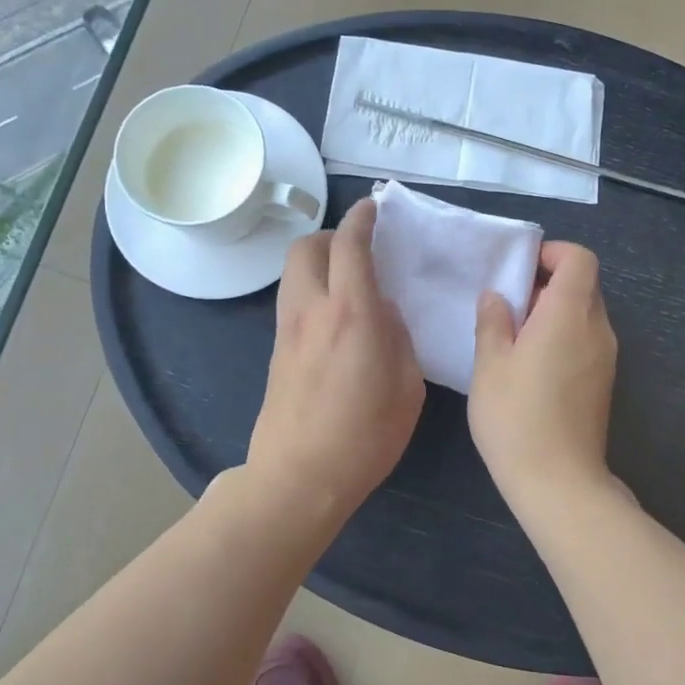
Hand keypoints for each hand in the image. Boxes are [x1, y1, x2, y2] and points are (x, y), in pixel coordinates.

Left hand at [248, 198, 424, 518]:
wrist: (299, 477)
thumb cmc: (365, 436)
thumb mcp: (407, 387)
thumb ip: (399, 338)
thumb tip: (384, 314)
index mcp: (351, 313)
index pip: (350, 245)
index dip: (362, 219)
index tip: (374, 208)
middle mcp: (312, 310)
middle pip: (305, 247)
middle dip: (331, 235)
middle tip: (358, 247)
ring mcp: (287, 330)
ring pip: (293, 273)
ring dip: (317, 262)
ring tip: (348, 280)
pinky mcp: (277, 351)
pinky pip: (292, 301)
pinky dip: (311, 290)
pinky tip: (335, 317)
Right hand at [469, 241, 618, 505]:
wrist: (559, 482)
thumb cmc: (516, 417)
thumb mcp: (490, 365)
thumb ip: (493, 322)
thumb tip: (497, 296)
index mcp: (569, 314)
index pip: (579, 259)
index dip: (552, 253)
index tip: (519, 271)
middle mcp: (597, 329)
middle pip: (583, 285)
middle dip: (547, 284)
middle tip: (508, 307)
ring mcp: (606, 357)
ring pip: (584, 314)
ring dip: (553, 313)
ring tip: (514, 339)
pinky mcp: (603, 382)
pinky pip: (586, 340)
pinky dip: (563, 337)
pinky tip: (531, 367)